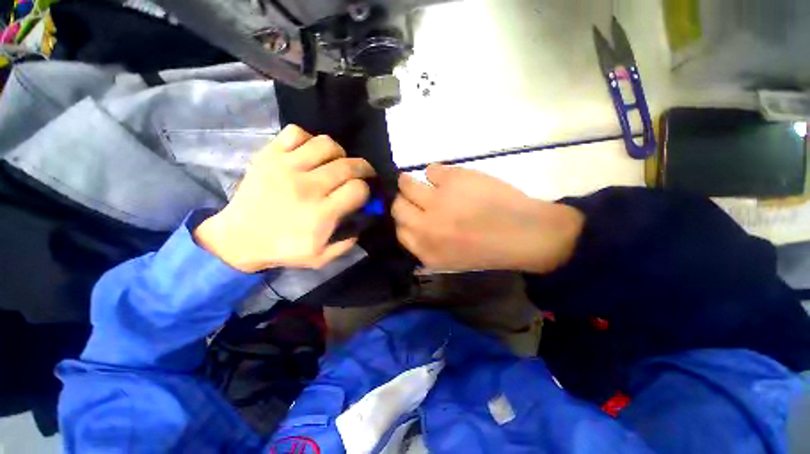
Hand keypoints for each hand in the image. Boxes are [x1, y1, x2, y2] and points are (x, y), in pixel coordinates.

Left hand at [194, 125, 374, 271]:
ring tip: (337, 163)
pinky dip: (309, 140)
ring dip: (340, 153)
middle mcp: (306, 186)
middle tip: (363, 174)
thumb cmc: (283, 249)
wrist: (239, 238)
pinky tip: (311, 154)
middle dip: (364, 168)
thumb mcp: (321, 257)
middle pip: (348, 165)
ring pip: (326, 144)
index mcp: (321, 213)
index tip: (363, 194)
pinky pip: (296, 133)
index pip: (357, 189)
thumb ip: (348, 242)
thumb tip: (364, 219)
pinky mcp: (269, 156)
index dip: (367, 190)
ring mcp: (285, 167)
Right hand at [392, 164, 583, 273]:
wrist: (525, 234)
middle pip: (397, 205)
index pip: (398, 230)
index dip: (404, 218)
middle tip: (417, 196)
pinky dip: (438, 173)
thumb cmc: (488, 249)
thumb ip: (425, 245)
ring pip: (406, 183)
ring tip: (431, 184)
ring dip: (413, 182)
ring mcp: (438, 201)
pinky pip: (431, 169)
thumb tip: (409, 224)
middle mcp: (426, 227)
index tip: (411, 212)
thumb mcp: (448, 260)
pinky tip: (452, 180)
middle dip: (404, 199)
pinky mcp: (452, 180)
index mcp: (426, 251)